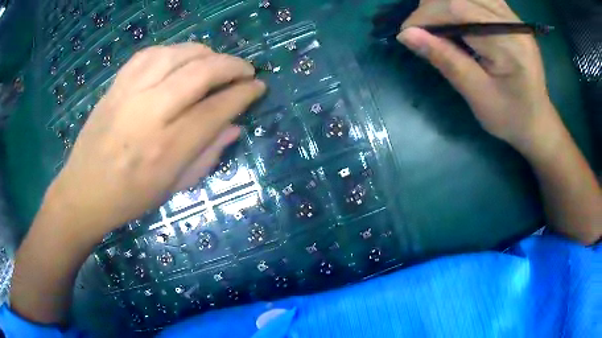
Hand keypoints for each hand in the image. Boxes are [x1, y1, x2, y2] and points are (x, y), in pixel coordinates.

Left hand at [45, 43, 264, 238]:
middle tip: (245, 70)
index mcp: (167, 149)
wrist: (83, 192)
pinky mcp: (115, 85)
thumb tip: (234, 127)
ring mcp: (129, 94)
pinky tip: (180, 59)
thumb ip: (208, 156)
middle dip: (232, 65)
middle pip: (200, 72)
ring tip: (215, 62)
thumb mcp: (173, 188)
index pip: (216, 110)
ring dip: (205, 53)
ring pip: (177, 54)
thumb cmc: (130, 199)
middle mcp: (150, 114)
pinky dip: (173, 51)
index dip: (243, 94)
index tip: (258, 86)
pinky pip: (150, 54)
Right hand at [397, 0, 555, 152]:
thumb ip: (446, 60)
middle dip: (432, 8)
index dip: (426, 15)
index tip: (407, 33)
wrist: (537, 121)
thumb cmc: (510, 117)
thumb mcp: (477, 95)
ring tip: (436, 24)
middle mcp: (513, 22)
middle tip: (421, 31)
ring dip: (444, 3)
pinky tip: (454, 18)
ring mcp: (513, 17)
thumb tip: (407, 35)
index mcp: (509, 44)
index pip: (459, 10)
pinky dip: (459, 3)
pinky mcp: (510, 17)